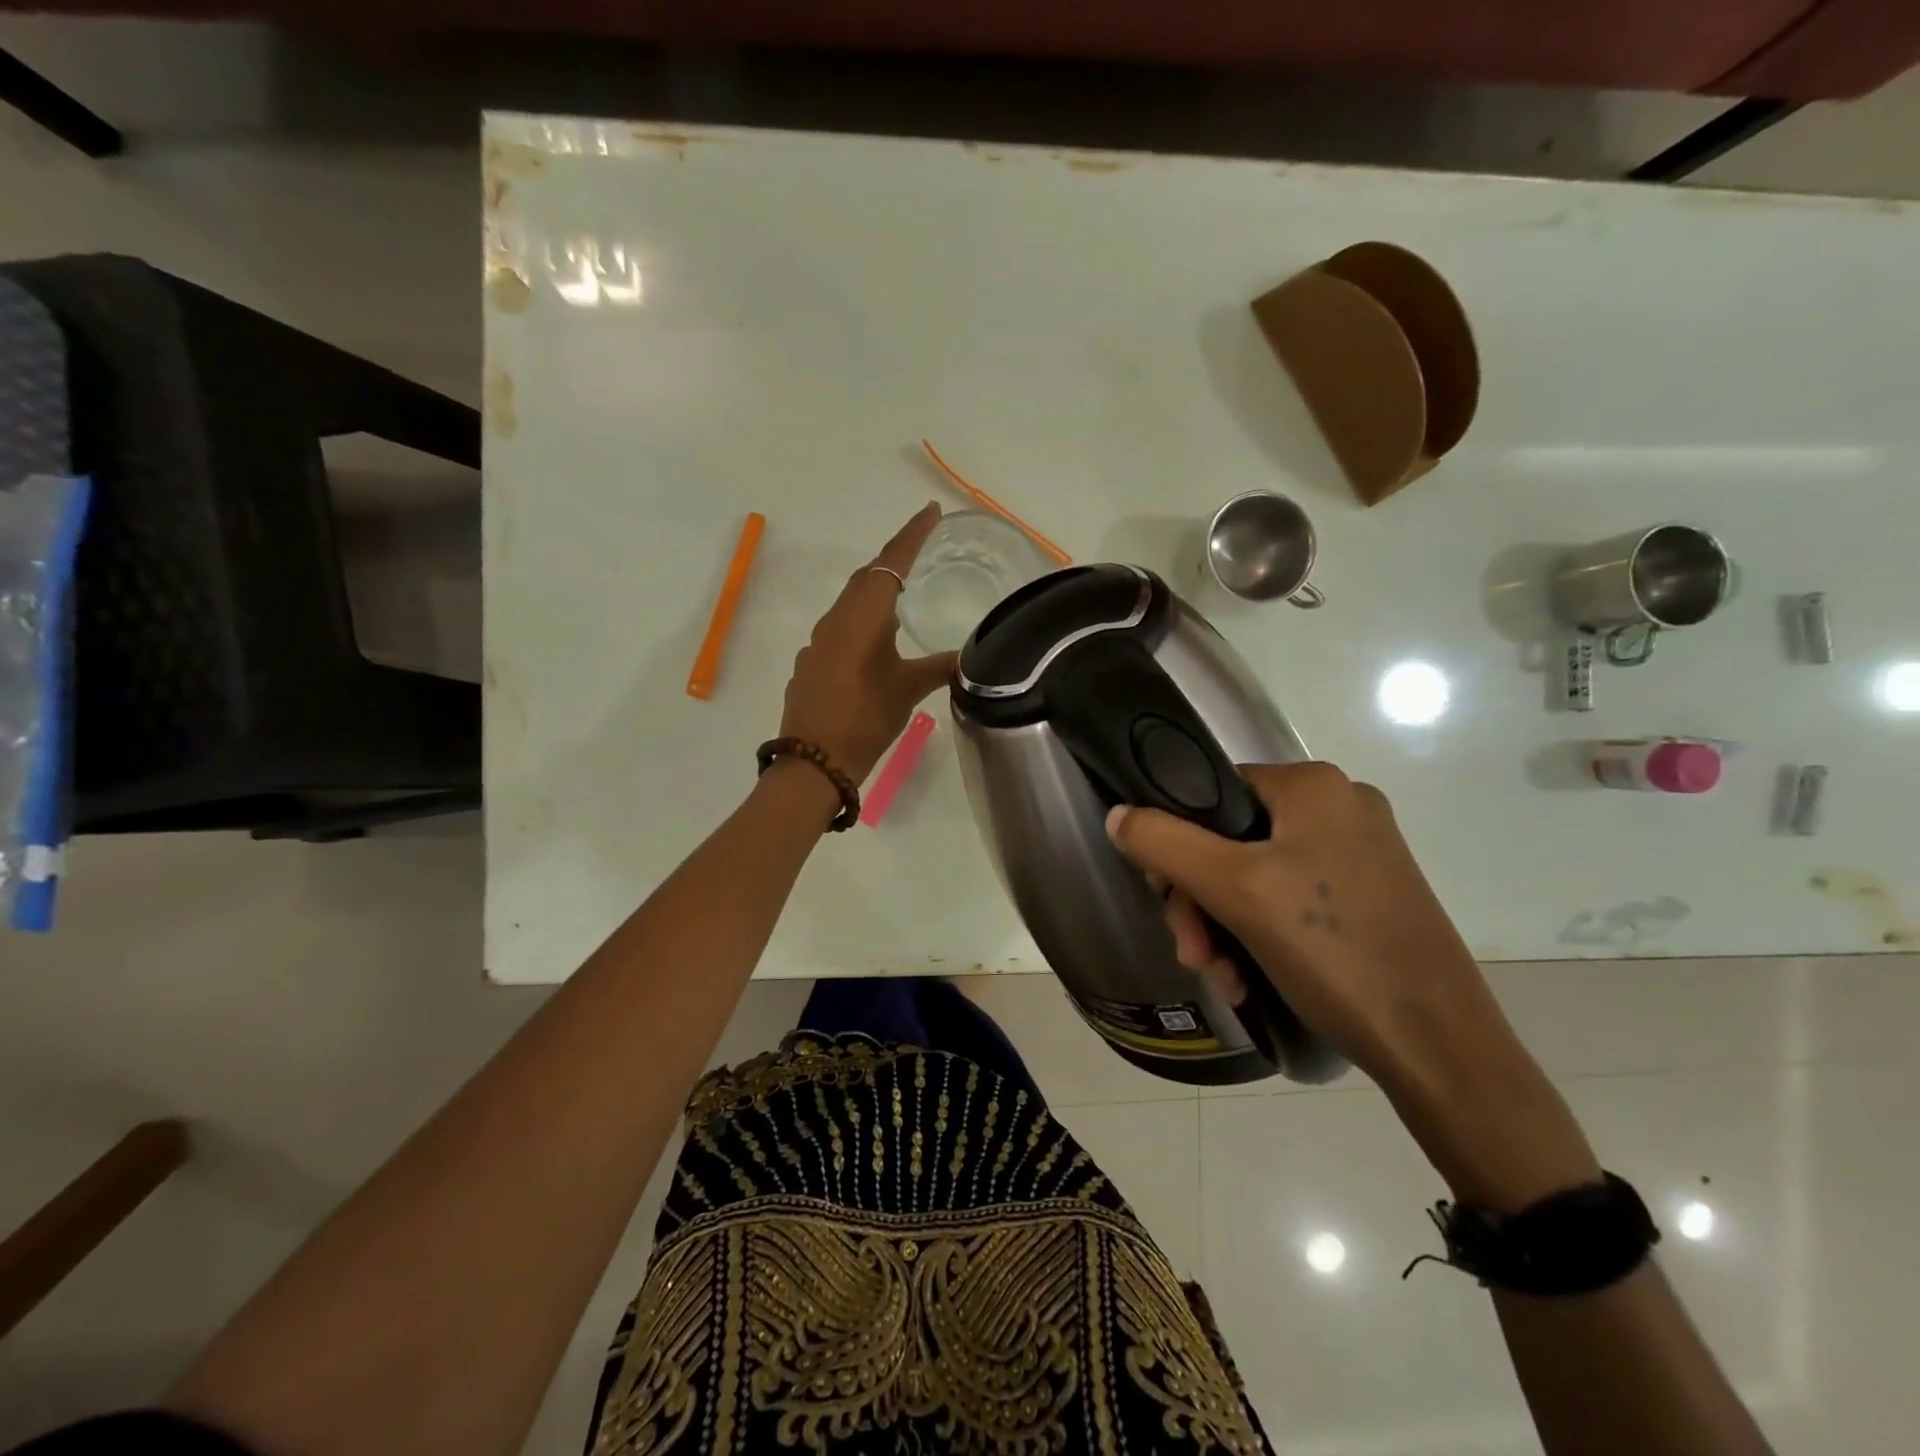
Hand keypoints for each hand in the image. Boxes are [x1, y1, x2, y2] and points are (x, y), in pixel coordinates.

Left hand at [778, 504, 955, 784]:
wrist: (813, 761)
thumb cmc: (865, 718)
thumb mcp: (908, 690)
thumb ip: (939, 667)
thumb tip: (969, 657)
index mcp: (861, 616)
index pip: (890, 563)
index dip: (912, 535)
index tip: (931, 511)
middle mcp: (835, 620)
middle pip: (867, 578)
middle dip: (894, 560)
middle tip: (921, 550)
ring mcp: (818, 642)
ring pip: (851, 605)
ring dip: (875, 595)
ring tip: (903, 599)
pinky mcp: (811, 664)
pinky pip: (839, 630)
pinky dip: (860, 625)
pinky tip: (873, 646)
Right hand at [1106, 763, 1599, 1207]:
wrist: (1439, 1047)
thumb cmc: (1333, 950)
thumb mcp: (1234, 890)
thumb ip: (1164, 843)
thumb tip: (1117, 814)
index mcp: (1313, 786)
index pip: (1212, 790)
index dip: (1175, 839)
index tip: (1163, 894)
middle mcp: (1340, 807)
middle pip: (1231, 839)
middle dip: (1200, 900)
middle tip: (1193, 953)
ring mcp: (1360, 854)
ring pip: (1256, 876)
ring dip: (1223, 926)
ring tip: (1222, 978)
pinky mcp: (1369, 897)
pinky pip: (1290, 901)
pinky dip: (1259, 936)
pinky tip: (1248, 981)